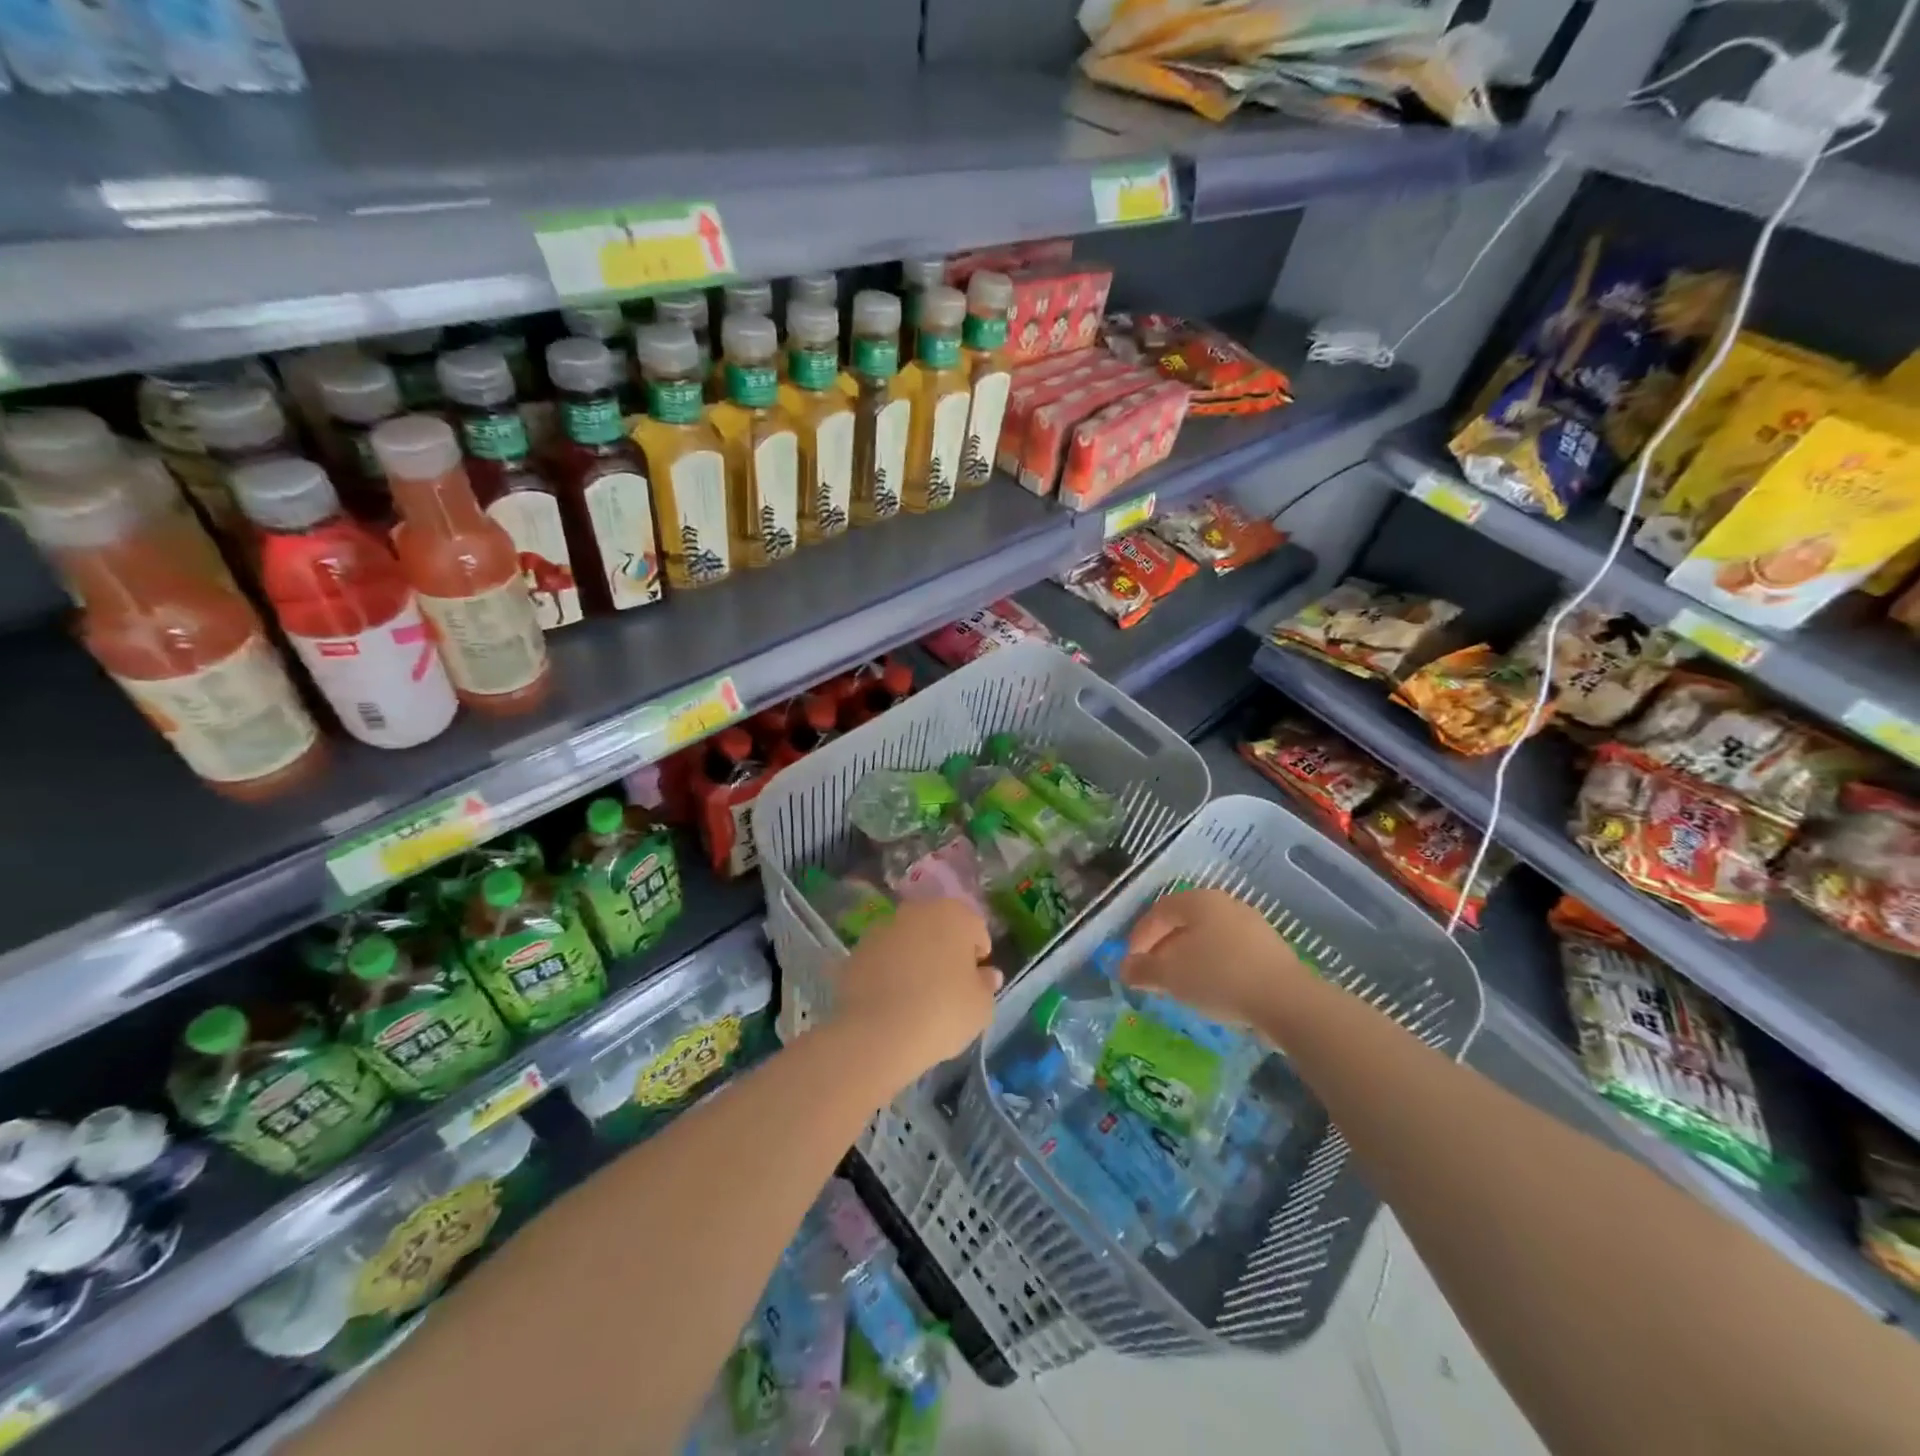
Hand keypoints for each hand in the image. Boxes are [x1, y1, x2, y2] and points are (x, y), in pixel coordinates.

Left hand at [833, 898, 1001, 1085]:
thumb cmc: (943, 1012)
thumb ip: (986, 984)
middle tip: (948, 986)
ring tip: (916, 995)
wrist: (879, 1033)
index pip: (975, 929)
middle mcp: (916, 911)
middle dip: (945, 950)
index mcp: (953, 914)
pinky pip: (882, 958)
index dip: (978, 955)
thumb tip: (987, 974)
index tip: (975, 982)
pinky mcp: (856, 951)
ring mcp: (882, 928)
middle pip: (939, 928)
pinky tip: (891, 1001)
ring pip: (908, 940)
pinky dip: (888, 971)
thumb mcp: (980, 1006)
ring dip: (914, 958)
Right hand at [1121, 888, 1308, 1031]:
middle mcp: (1225, 904)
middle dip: (1163, 947)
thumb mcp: (1171, 976)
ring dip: (1188, 958)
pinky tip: (1211, 989)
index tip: (1131, 962)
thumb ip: (1143, 970)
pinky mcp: (1270, 949)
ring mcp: (1252, 925)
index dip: (1140, 936)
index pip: (1159, 911)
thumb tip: (1123, 968)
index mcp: (1198, 901)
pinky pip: (1230, 952)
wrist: (1287, 1001)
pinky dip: (1213, 966)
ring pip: (1208, 937)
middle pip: (1184, 922)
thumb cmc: (1219, 978)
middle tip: (1152, 973)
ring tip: (1179, 985)